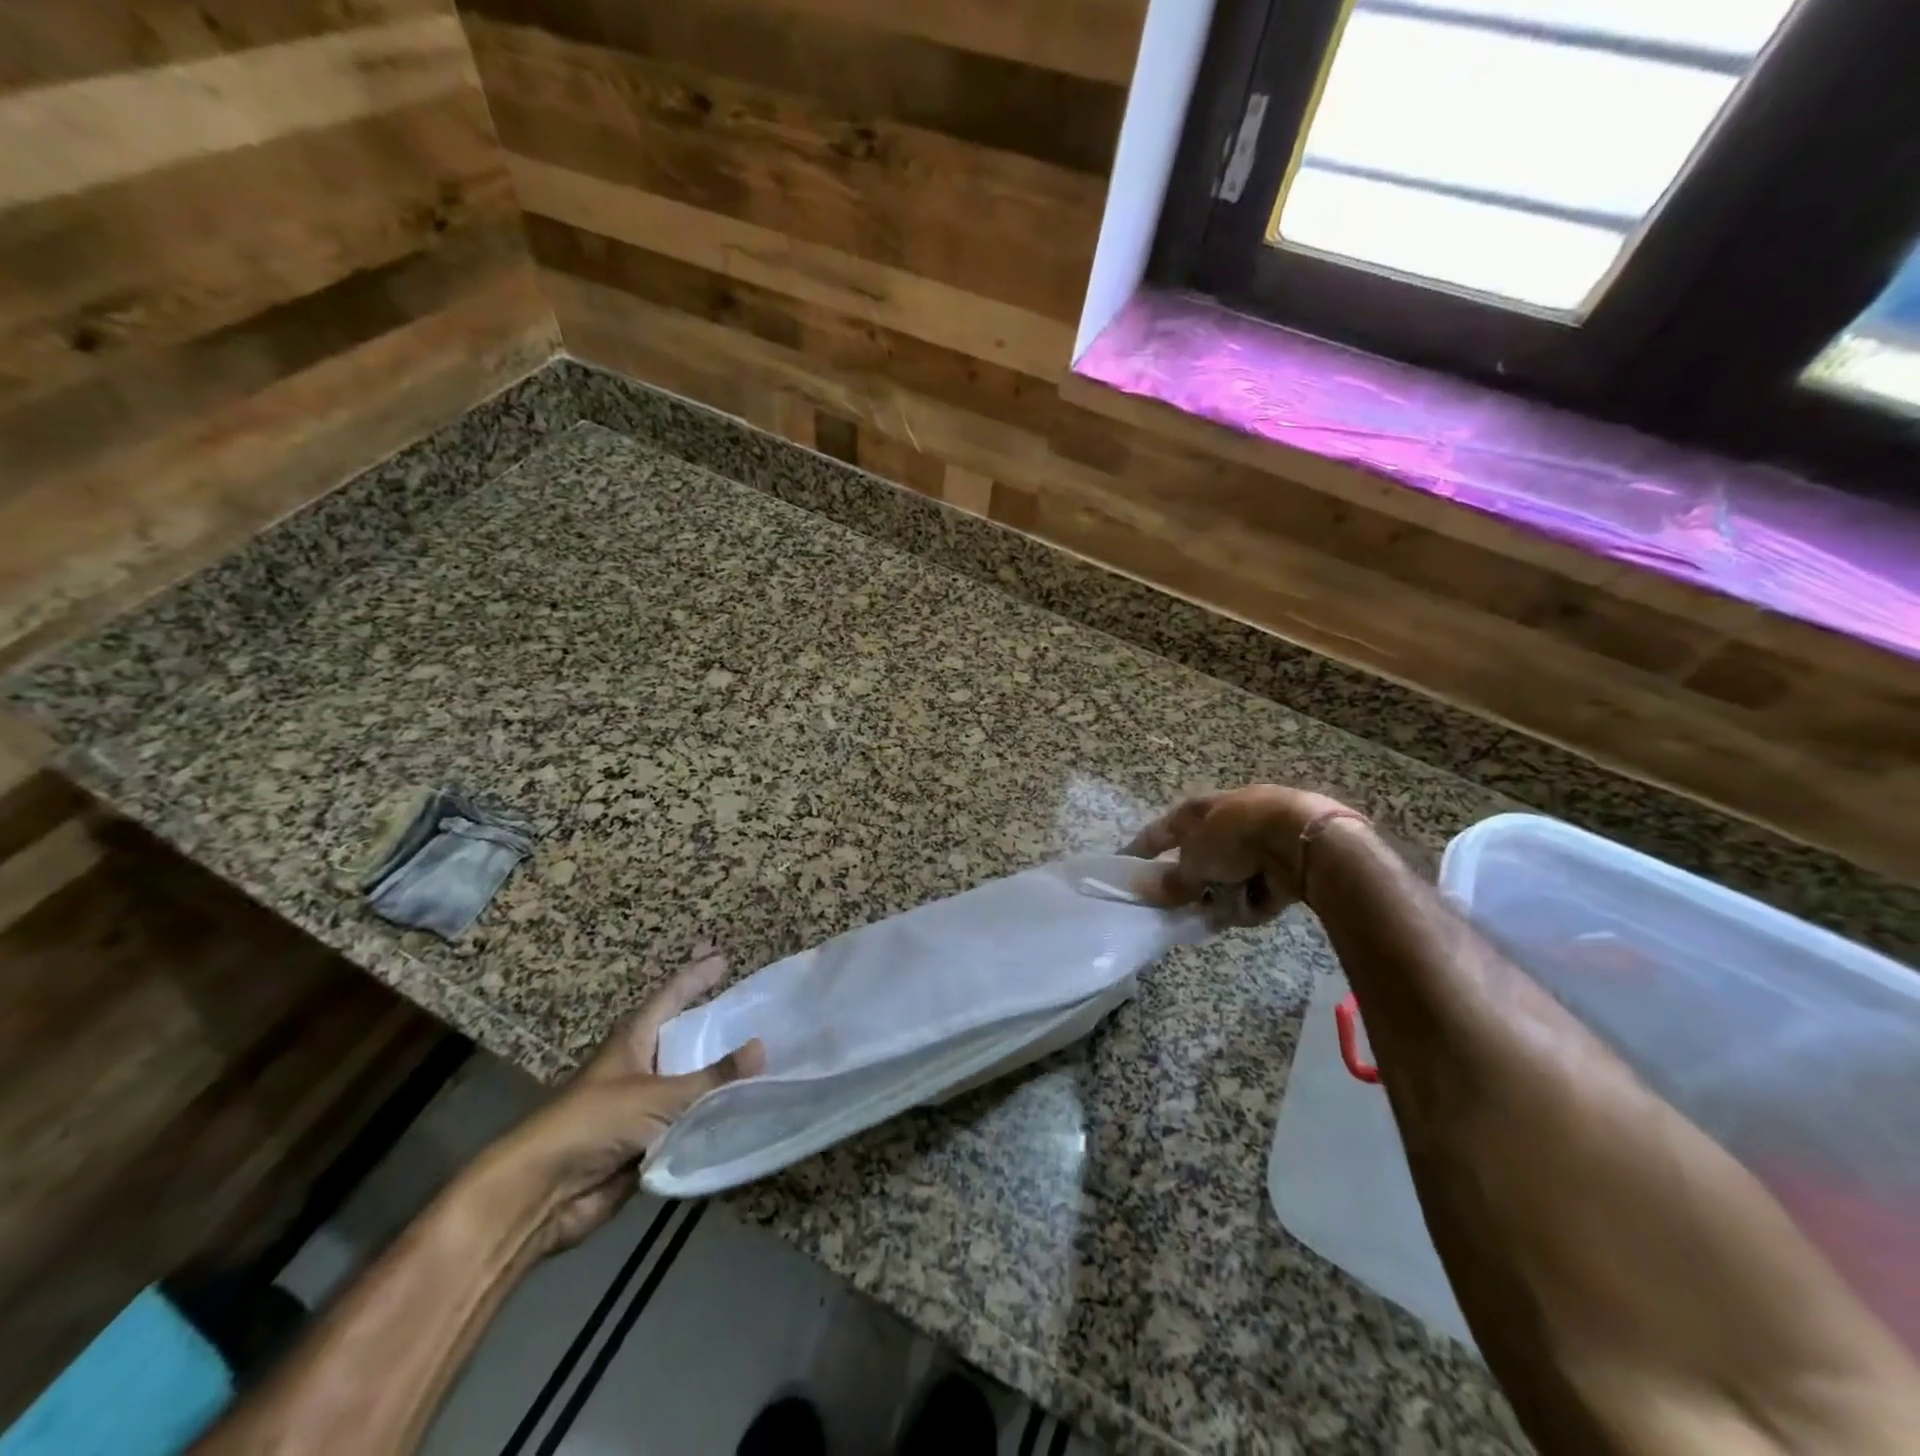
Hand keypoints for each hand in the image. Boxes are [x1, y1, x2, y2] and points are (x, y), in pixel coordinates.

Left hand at [475, 955, 765, 1256]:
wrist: (542, 1192)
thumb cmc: (595, 1122)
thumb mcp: (659, 1095)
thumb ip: (713, 1077)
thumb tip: (763, 1047)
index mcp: (634, 1040)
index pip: (671, 996)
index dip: (696, 977)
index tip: (723, 959)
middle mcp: (640, 1066)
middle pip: (683, 1038)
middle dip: (713, 1025)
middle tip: (752, 1010)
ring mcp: (642, 1105)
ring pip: (689, 1082)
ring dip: (718, 1076)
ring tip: (763, 1059)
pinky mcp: (646, 1141)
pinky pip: (688, 1122)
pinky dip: (712, 1116)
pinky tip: (745, 1109)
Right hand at [1124, 784, 1357, 927]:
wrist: (1301, 837)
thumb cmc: (1235, 838)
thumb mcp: (1194, 861)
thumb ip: (1174, 881)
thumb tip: (1155, 893)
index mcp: (1198, 812)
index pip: (1159, 832)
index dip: (1140, 849)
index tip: (1123, 865)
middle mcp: (1224, 824)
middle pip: (1198, 861)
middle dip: (1194, 886)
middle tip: (1185, 906)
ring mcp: (1256, 844)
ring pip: (1227, 880)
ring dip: (1224, 897)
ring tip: (1224, 911)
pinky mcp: (1282, 864)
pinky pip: (1255, 890)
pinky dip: (1252, 901)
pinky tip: (1254, 905)